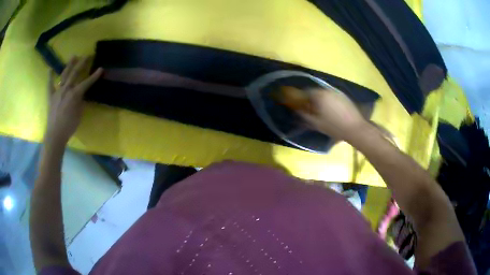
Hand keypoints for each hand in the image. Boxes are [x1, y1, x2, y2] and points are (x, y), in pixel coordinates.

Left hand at [45, 57, 102, 143]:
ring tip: (73, 56)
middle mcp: (66, 89)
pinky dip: (49, 77)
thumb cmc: (69, 126)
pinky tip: (50, 70)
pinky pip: (49, 85)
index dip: (94, 76)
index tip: (101, 69)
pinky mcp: (51, 96)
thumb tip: (80, 95)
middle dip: (82, 63)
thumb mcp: (79, 114)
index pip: (87, 83)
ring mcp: (57, 91)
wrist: (55, 135)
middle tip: (87, 55)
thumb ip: (80, 102)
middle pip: (75, 73)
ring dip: (69, 65)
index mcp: (75, 94)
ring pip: (64, 75)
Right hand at [299, 88, 367, 140]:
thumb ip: (305, 116)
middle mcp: (328, 90)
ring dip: (321, 100)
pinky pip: (332, 96)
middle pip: (316, 92)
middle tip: (311, 110)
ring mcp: (337, 92)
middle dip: (312, 99)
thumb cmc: (334, 127)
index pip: (306, 92)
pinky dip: (329, 101)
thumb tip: (297, 111)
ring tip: (322, 111)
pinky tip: (332, 111)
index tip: (301, 106)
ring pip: (325, 94)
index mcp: (320, 95)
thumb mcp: (317, 124)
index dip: (302, 99)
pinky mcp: (344, 96)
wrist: (355, 128)